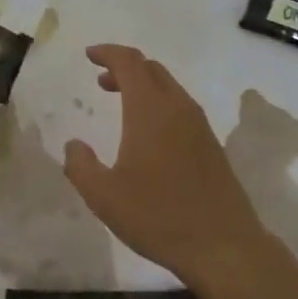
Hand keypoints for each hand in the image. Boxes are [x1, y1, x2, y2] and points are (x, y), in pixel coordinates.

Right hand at [62, 45, 270, 288]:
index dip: (108, 53)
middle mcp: (178, 109)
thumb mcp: (104, 196)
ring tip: (120, 102)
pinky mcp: (211, 145)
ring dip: (143, 86)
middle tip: (101, 80)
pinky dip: (159, 104)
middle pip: (152, 70)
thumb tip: (74, 145)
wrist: (223, 245)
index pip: (130, 63)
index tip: (89, 56)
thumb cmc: (158, 216)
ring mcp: (200, 126)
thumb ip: (81, 166)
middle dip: (125, 67)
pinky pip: (181, 108)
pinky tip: (148, 134)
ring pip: (169, 88)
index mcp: (150, 111)